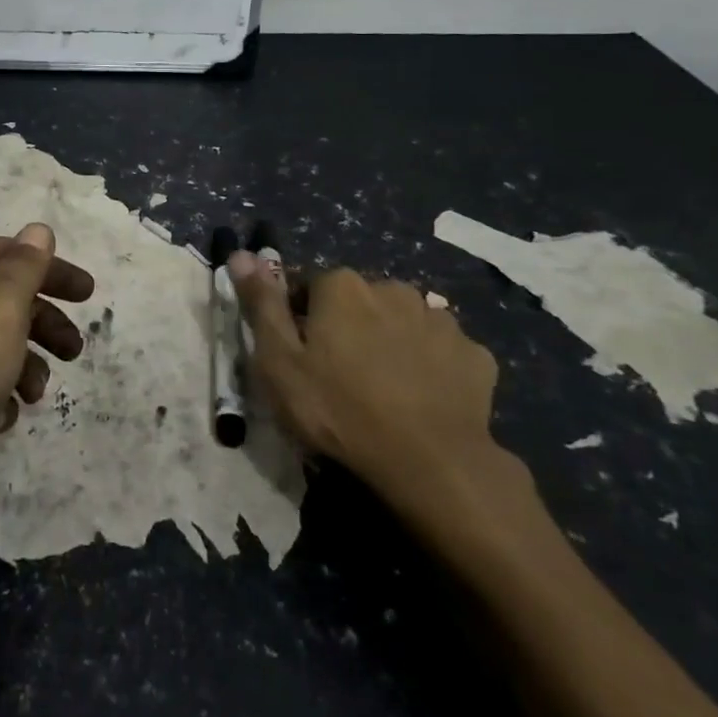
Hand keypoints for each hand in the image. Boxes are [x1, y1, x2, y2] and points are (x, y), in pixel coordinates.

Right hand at [228, 255, 523, 521]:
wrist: (430, 463)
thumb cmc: (339, 409)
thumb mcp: (278, 361)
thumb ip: (261, 303)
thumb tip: (241, 253)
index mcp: (341, 285)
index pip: (309, 287)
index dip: (300, 320)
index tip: (301, 357)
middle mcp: (392, 287)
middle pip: (359, 302)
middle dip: (348, 327)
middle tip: (340, 376)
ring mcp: (439, 320)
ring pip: (403, 323)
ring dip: (391, 343)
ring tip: (384, 390)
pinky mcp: (476, 354)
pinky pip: (442, 351)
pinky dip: (431, 366)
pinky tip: (423, 398)